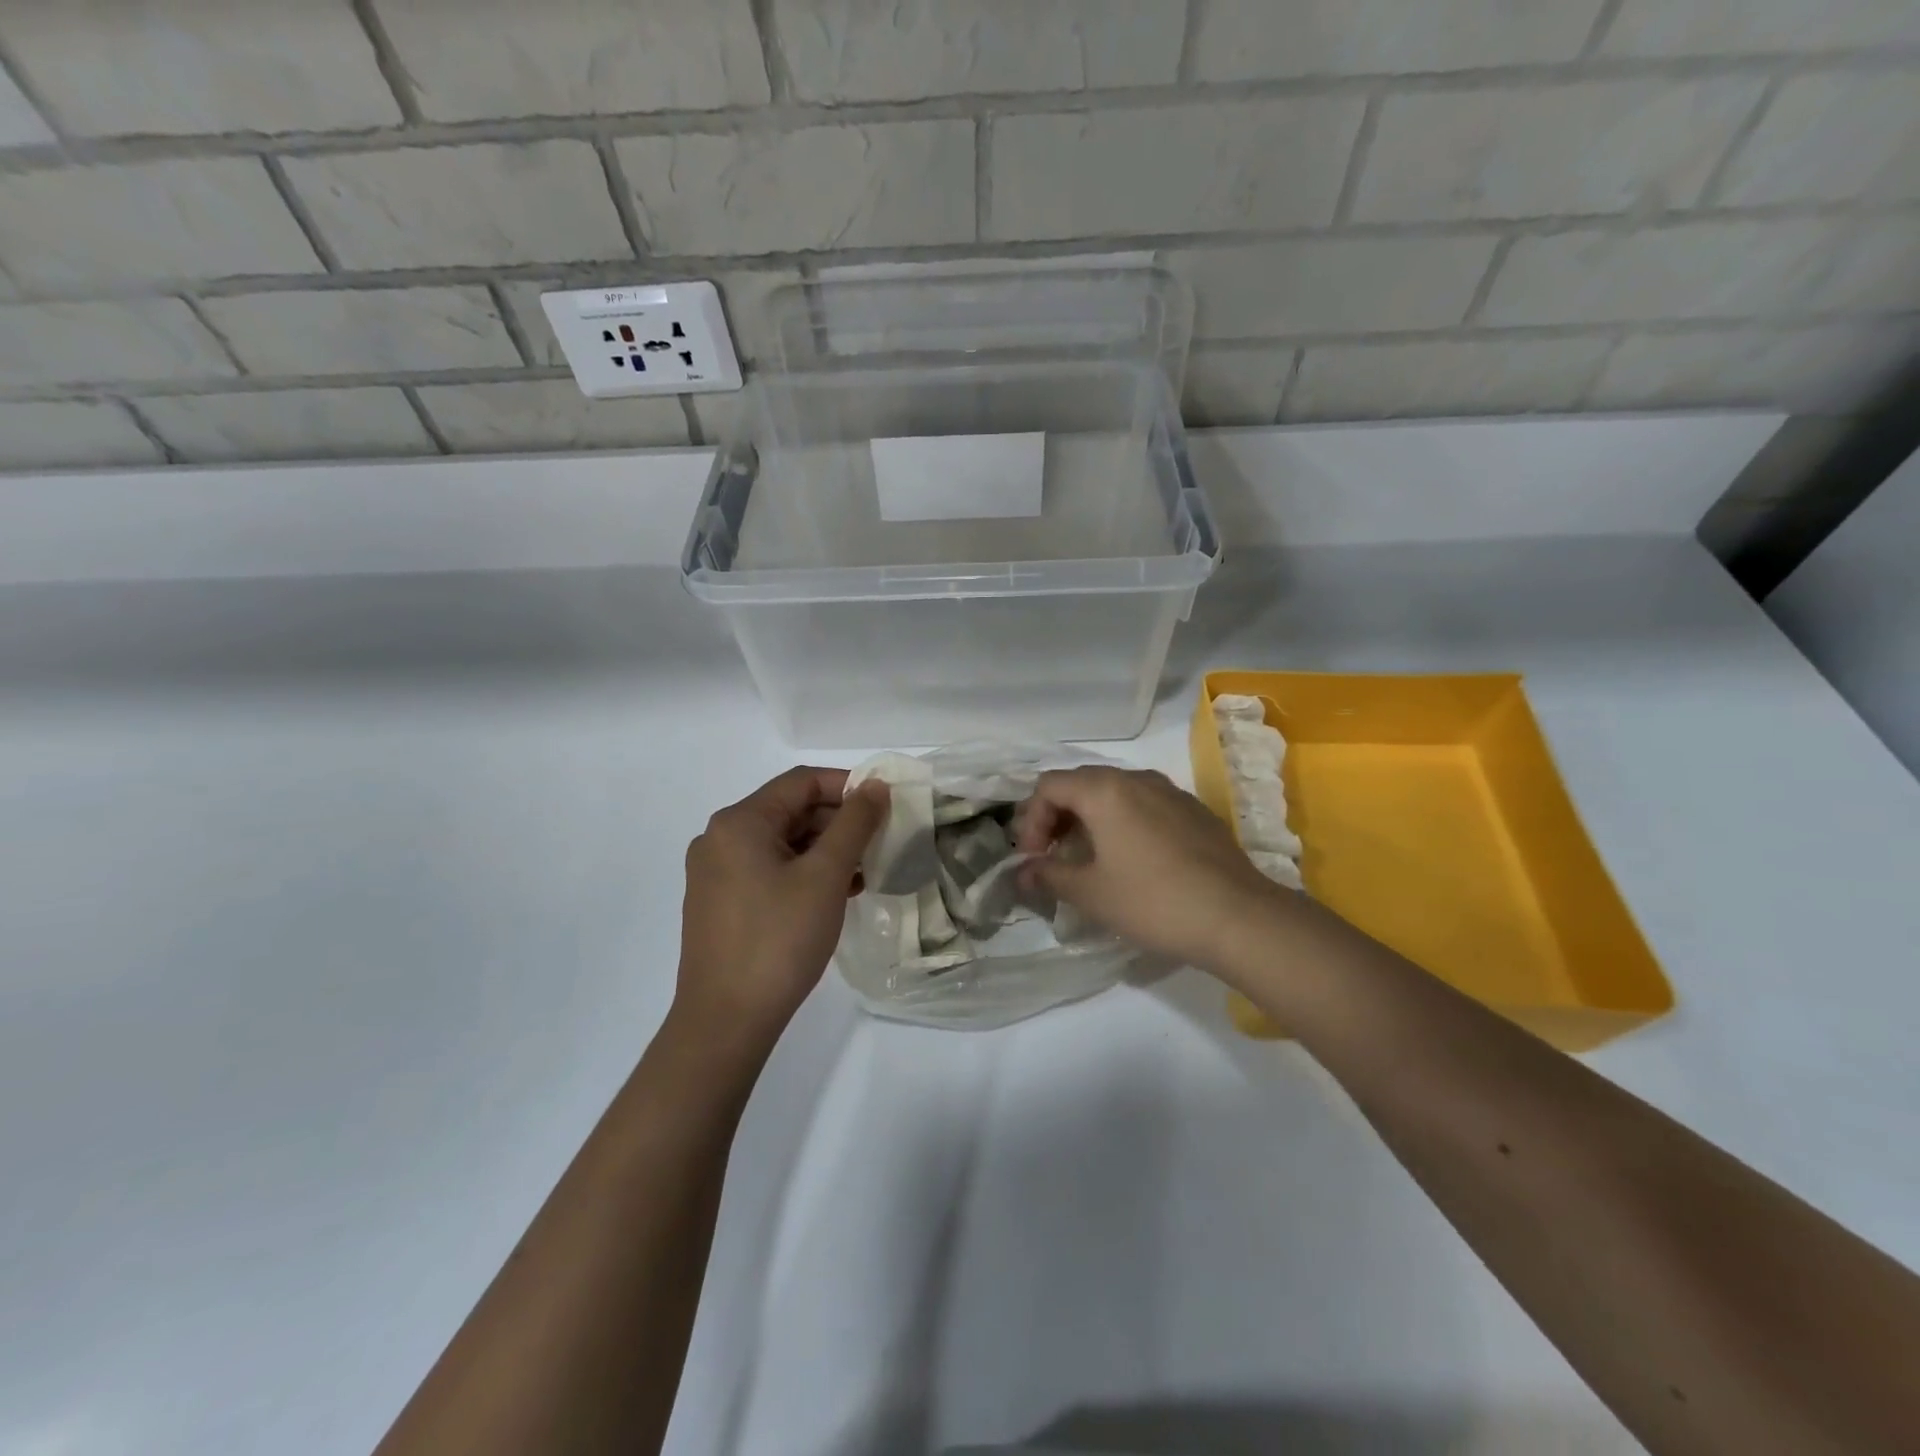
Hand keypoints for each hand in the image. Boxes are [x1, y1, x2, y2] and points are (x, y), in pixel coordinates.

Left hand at [675, 767, 887, 1052]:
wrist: (725, 1021)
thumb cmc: (779, 940)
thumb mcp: (825, 876)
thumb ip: (854, 824)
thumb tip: (875, 785)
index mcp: (739, 822)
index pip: (802, 782)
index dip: (848, 786)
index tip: (885, 806)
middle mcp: (720, 838)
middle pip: (790, 811)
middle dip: (838, 822)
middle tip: (879, 843)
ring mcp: (715, 873)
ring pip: (782, 843)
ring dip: (825, 850)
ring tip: (864, 872)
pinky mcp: (719, 903)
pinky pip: (768, 870)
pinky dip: (803, 873)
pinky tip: (836, 894)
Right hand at [1015, 766, 1282, 970]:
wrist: (1239, 916)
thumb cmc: (1153, 901)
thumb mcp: (1091, 893)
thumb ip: (1049, 875)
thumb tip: (1023, 872)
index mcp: (1104, 790)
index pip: (1048, 786)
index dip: (1030, 820)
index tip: (1032, 858)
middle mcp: (1136, 779)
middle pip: (1080, 783)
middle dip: (1057, 817)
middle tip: (1052, 855)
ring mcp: (1170, 791)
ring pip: (1114, 792)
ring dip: (1090, 819)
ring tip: (1088, 858)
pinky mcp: (1194, 810)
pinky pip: (1144, 804)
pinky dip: (1123, 822)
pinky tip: (1131, 860)